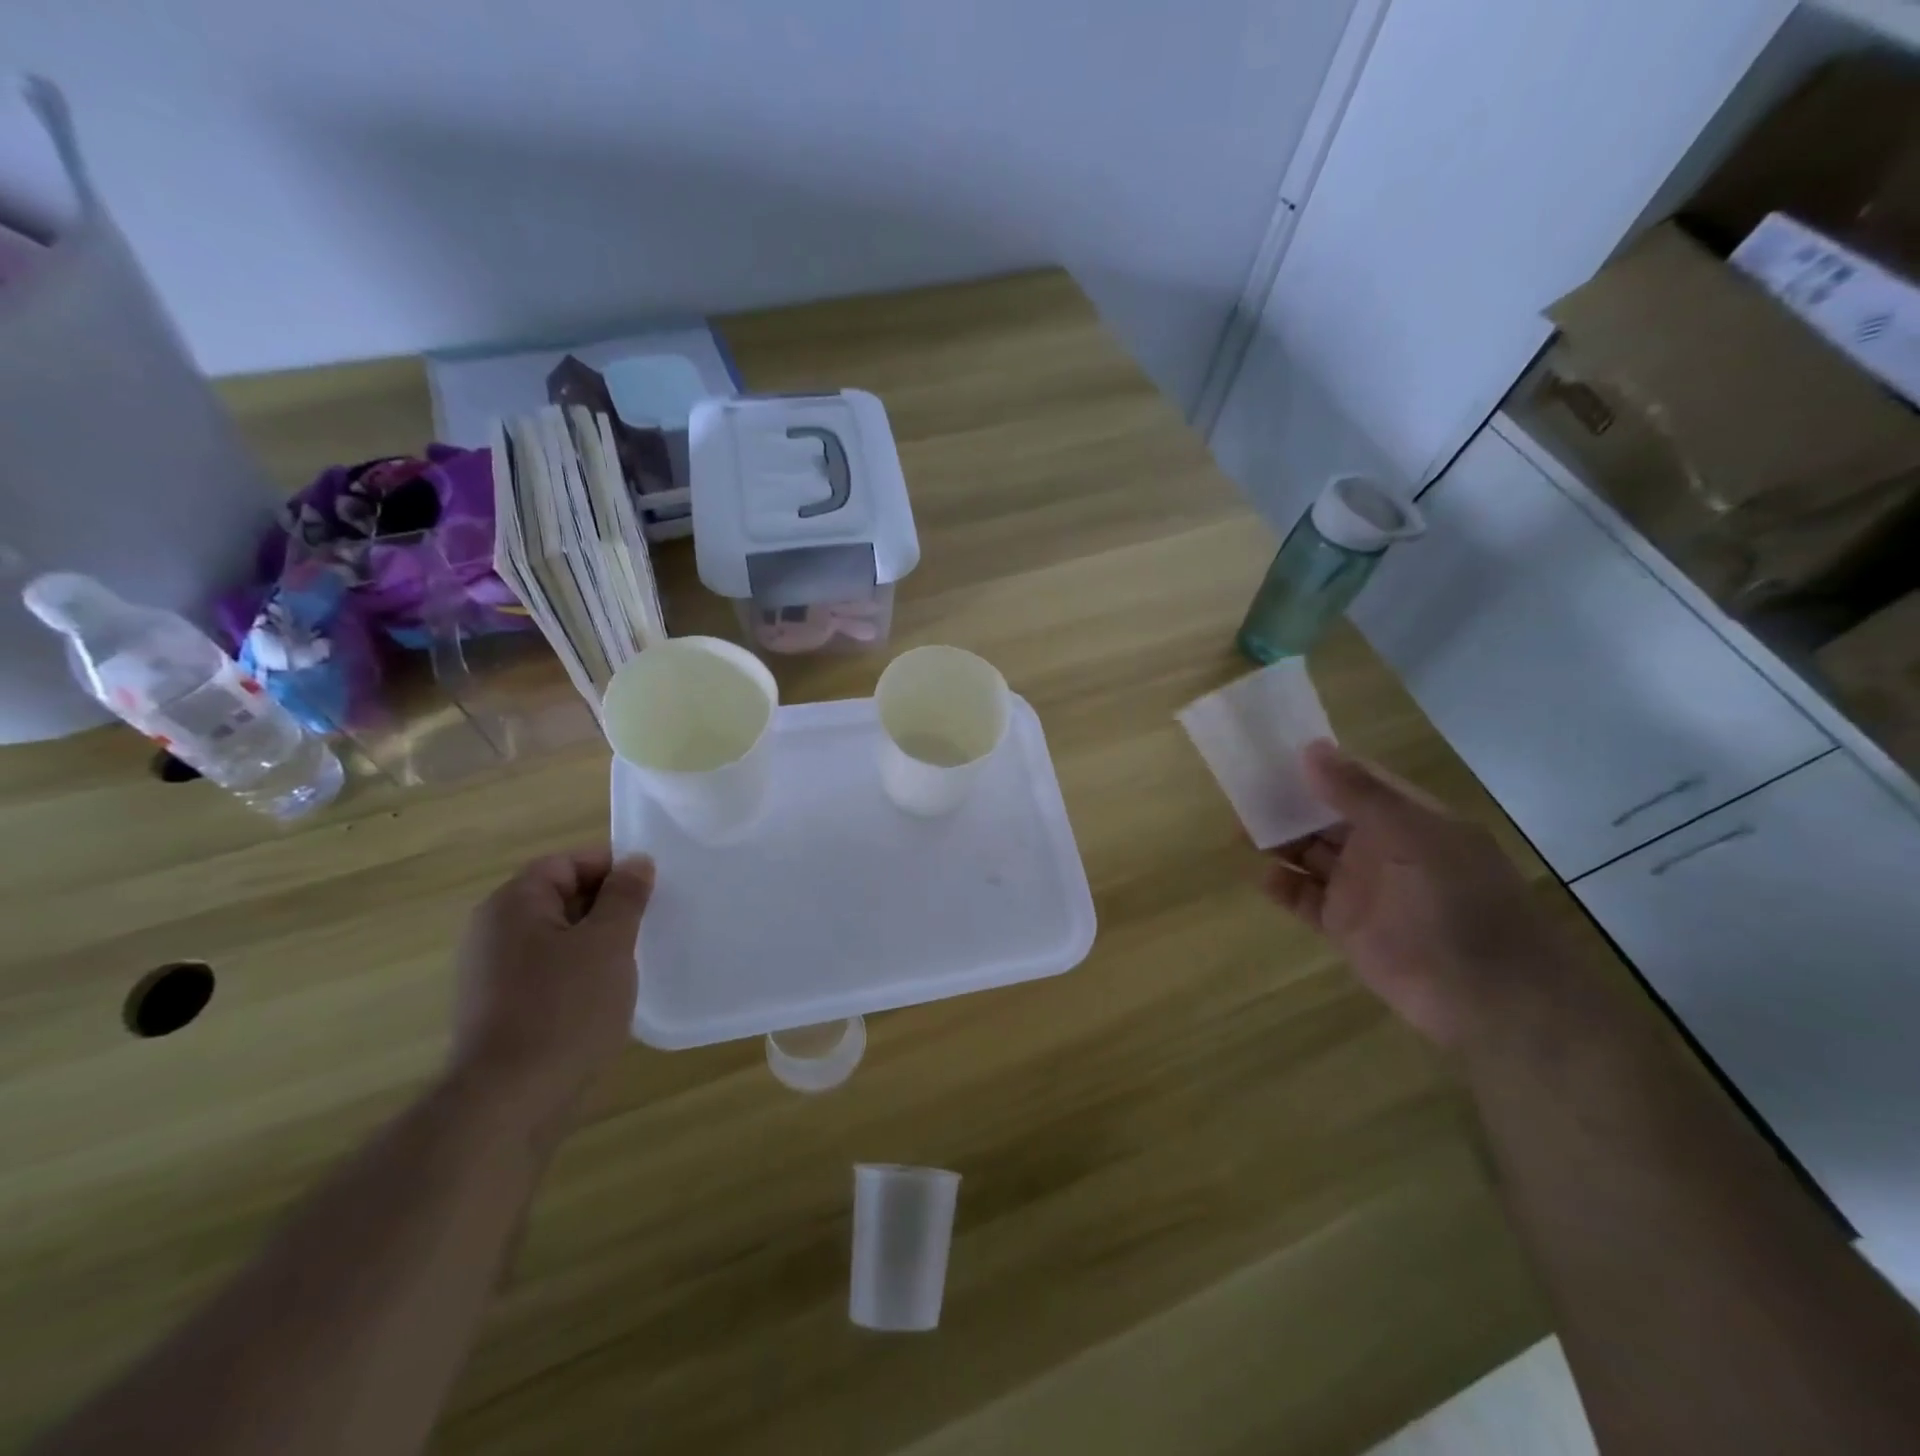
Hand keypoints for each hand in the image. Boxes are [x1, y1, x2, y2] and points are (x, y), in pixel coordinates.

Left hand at [448, 849, 655, 1136]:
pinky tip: (605, 996)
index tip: (650, 890)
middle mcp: (493, 931)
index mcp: (512, 904)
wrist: (508, 1104)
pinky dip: (578, 973)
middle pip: (560, 897)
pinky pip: (547, 972)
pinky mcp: (499, 1009)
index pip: (566, 863)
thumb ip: (625, 896)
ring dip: (596, 942)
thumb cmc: (564, 1009)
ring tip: (632, 961)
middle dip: (607, 906)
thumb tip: (636, 861)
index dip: (611, 868)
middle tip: (648, 924)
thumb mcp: (608, 943)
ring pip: (557, 937)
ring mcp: (492, 973)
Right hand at [1264, 741, 1580, 1048]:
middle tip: (1241, 792)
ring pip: (1309, 855)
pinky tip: (1262, 877)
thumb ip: (1361, 796)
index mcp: (1407, 819)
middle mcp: (1381, 848)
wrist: (1490, 999)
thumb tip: (1310, 749)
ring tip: (1240, 831)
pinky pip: (1305, 899)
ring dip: (1278, 842)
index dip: (1316, 766)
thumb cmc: (1460, 905)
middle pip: (1324, 816)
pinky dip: (1283, 887)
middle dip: (1287, 804)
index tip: (1270, 752)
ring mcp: (1362, 889)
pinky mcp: (1345, 927)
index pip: (1355, 781)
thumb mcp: (1415, 838)